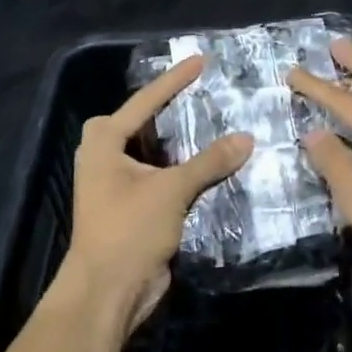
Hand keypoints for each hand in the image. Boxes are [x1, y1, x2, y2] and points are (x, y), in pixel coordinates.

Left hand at [59, 55, 251, 332]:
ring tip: (214, 125)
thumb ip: (209, 161)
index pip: (145, 101)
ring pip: (153, 153)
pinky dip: (183, 170)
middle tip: (203, 94)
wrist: (108, 291)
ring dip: (181, 144)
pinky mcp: (133, 208)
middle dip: (170, 109)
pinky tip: (211, 166)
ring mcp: (117, 184)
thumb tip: (247, 137)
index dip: (174, 80)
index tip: (201, 60)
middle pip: (143, 123)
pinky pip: (161, 178)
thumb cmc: (129, 229)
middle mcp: (105, 157)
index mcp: (104, 142)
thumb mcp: (171, 189)